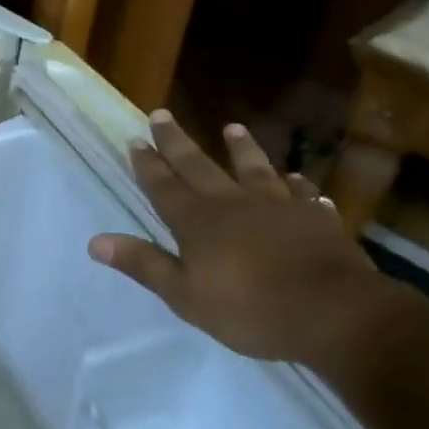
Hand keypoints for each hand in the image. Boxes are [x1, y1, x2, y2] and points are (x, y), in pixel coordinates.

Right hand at [88, 115, 390, 369]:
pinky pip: (303, 195)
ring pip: (254, 169)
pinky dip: (297, 186)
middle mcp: (233, 204)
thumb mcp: (185, 295)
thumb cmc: (250, 310)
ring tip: (232, 127)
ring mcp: (278, 207)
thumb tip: (96, 242)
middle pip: (199, 166)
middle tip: (162, 114)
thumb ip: (144, 264)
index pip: (164, 186)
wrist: (332, 313)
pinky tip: (298, 182)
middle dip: (177, 142)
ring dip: (241, 148)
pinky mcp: (316, 219)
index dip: (148, 164)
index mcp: (198, 222)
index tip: (135, 139)